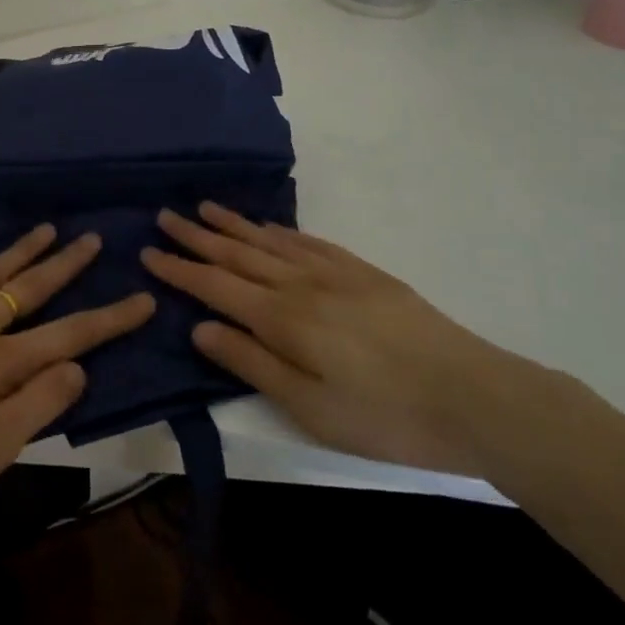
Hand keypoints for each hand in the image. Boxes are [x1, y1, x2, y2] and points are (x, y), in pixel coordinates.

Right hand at [141, 203, 547, 474]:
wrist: (475, 396)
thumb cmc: (384, 416)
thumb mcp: (308, 408)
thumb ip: (251, 363)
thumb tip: (199, 329)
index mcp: (282, 319)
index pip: (215, 286)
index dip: (179, 270)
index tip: (149, 252)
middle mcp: (300, 285)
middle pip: (237, 254)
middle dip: (197, 236)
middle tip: (165, 216)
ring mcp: (335, 273)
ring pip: (270, 241)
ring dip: (234, 225)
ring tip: (205, 208)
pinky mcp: (364, 273)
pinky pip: (310, 242)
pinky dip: (281, 231)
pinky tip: (269, 228)